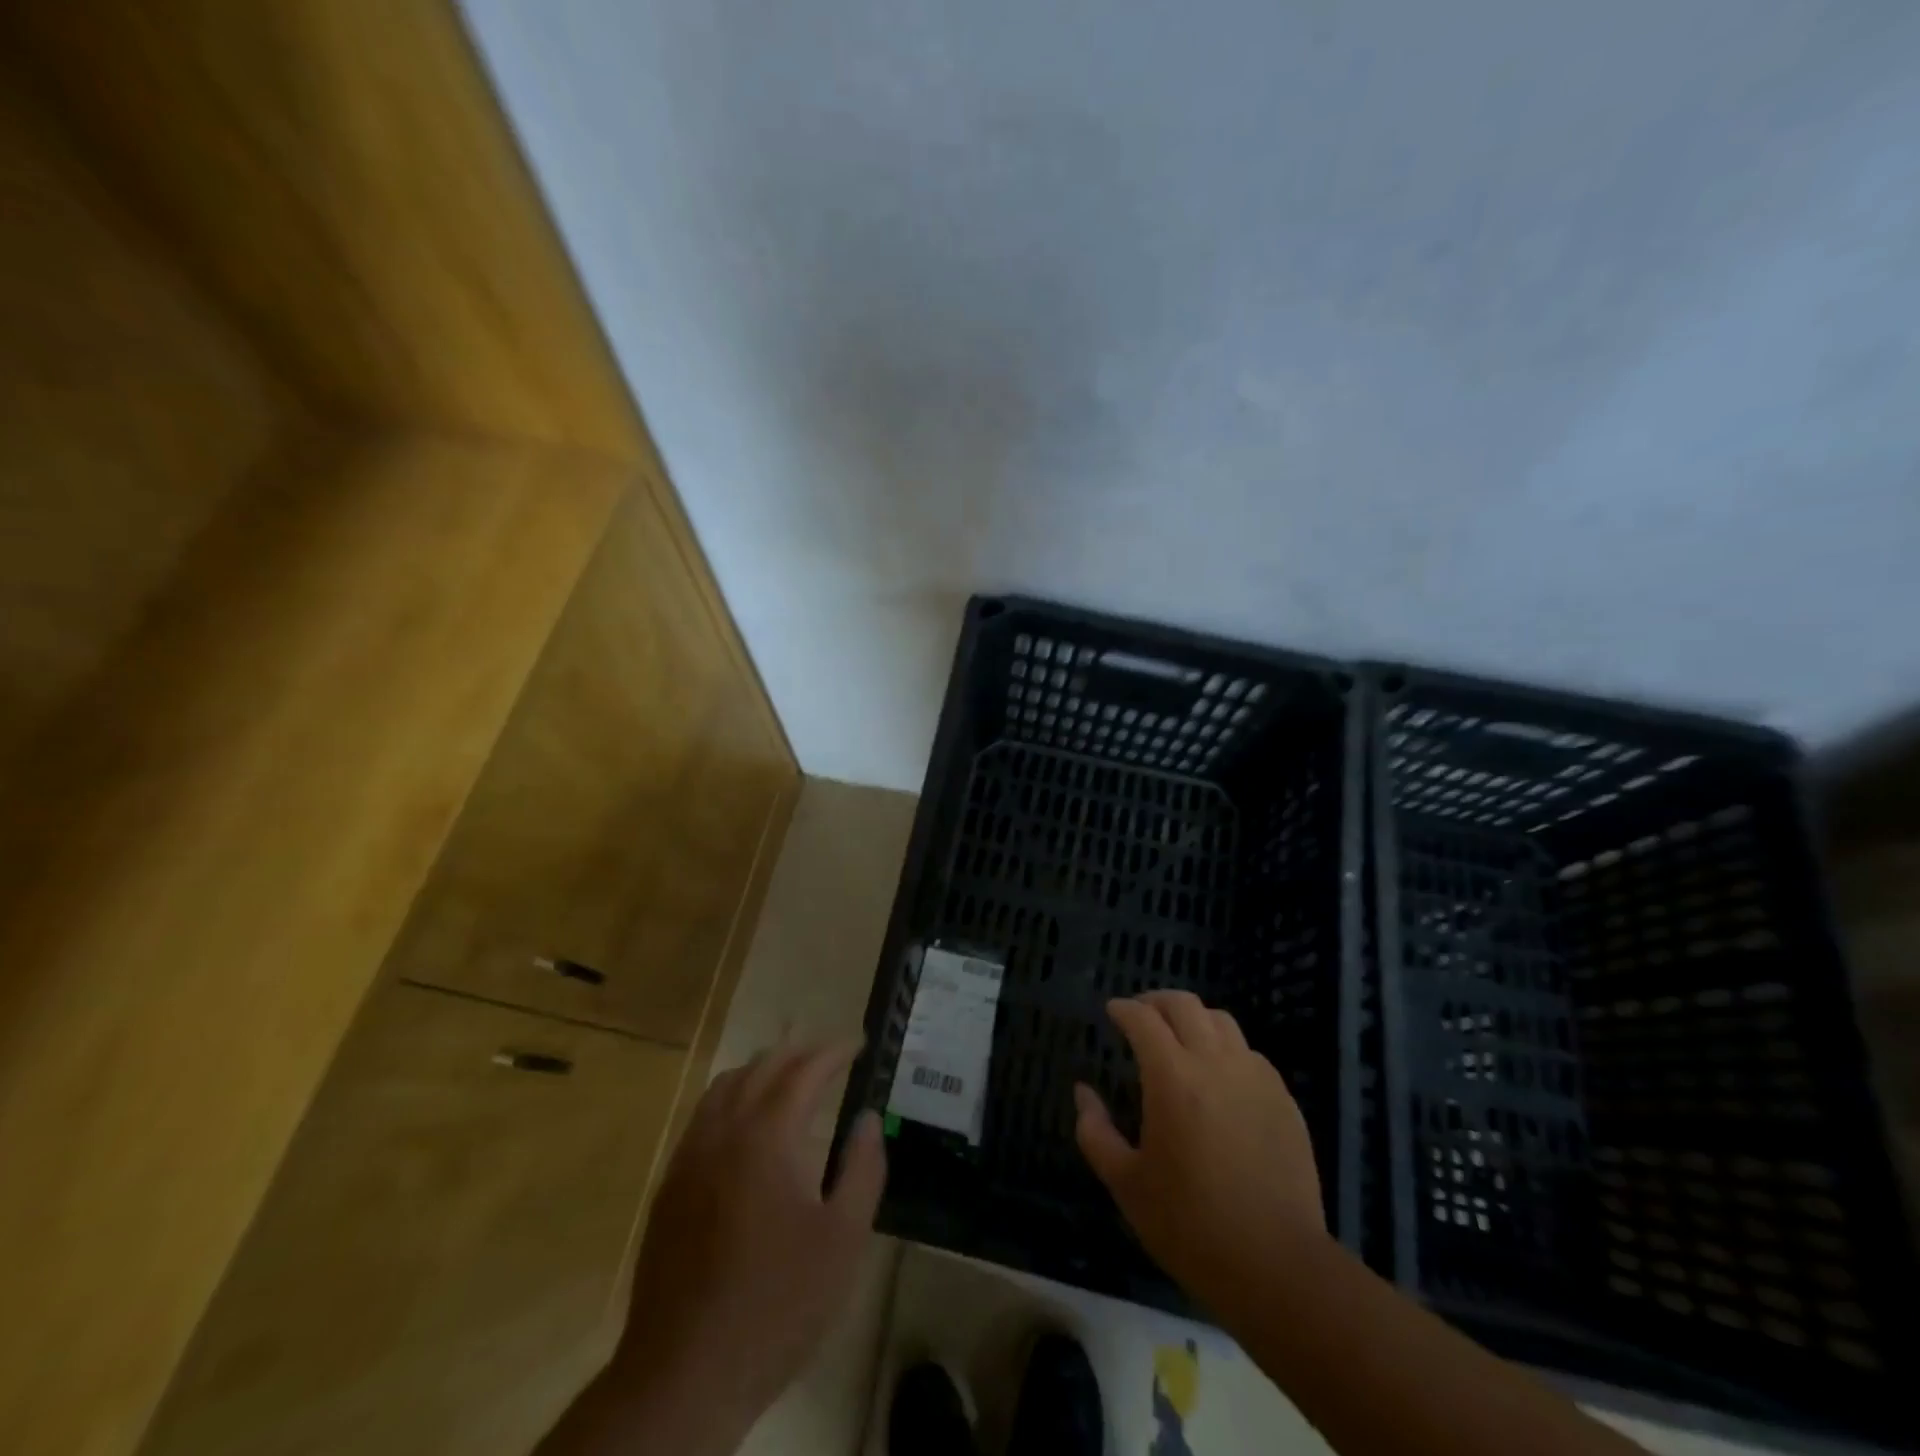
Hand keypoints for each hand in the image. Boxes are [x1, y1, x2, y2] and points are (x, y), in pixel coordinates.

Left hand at [595, 1041, 885, 1451]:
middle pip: (761, 1068)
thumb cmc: (777, 1304)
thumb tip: (868, 1118)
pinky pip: (703, 1117)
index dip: (834, 1053)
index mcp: (767, 1136)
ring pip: (725, 1087)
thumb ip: (863, 1169)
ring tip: (789, 1078)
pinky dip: (731, 1098)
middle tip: (829, 1057)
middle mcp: (723, 1132)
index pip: (804, 1071)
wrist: (684, 1374)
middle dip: (798, 1053)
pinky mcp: (670, 1186)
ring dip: (761, 1070)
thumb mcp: (843, 1240)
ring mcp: (689, 1157)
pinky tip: (746, 1125)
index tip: (858, 1044)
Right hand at [1073, 992, 1326, 1314]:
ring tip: (1179, 1037)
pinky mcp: (1283, 1099)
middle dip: (1156, 1001)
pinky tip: (1219, 1074)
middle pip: (1184, 1005)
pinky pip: (1250, 1053)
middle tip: (1141, 1014)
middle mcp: (1215, 1063)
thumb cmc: (1190, 1225)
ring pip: (1221, 1021)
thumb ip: (1095, 1132)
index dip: (1123, 1009)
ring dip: (1194, 1019)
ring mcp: (1255, 1078)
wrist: (1276, 1265)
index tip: (1112, 1011)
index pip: (1143, 1019)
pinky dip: (1226, 1048)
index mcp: (1172, 1078)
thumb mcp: (1126, 1184)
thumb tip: (1084, 1093)